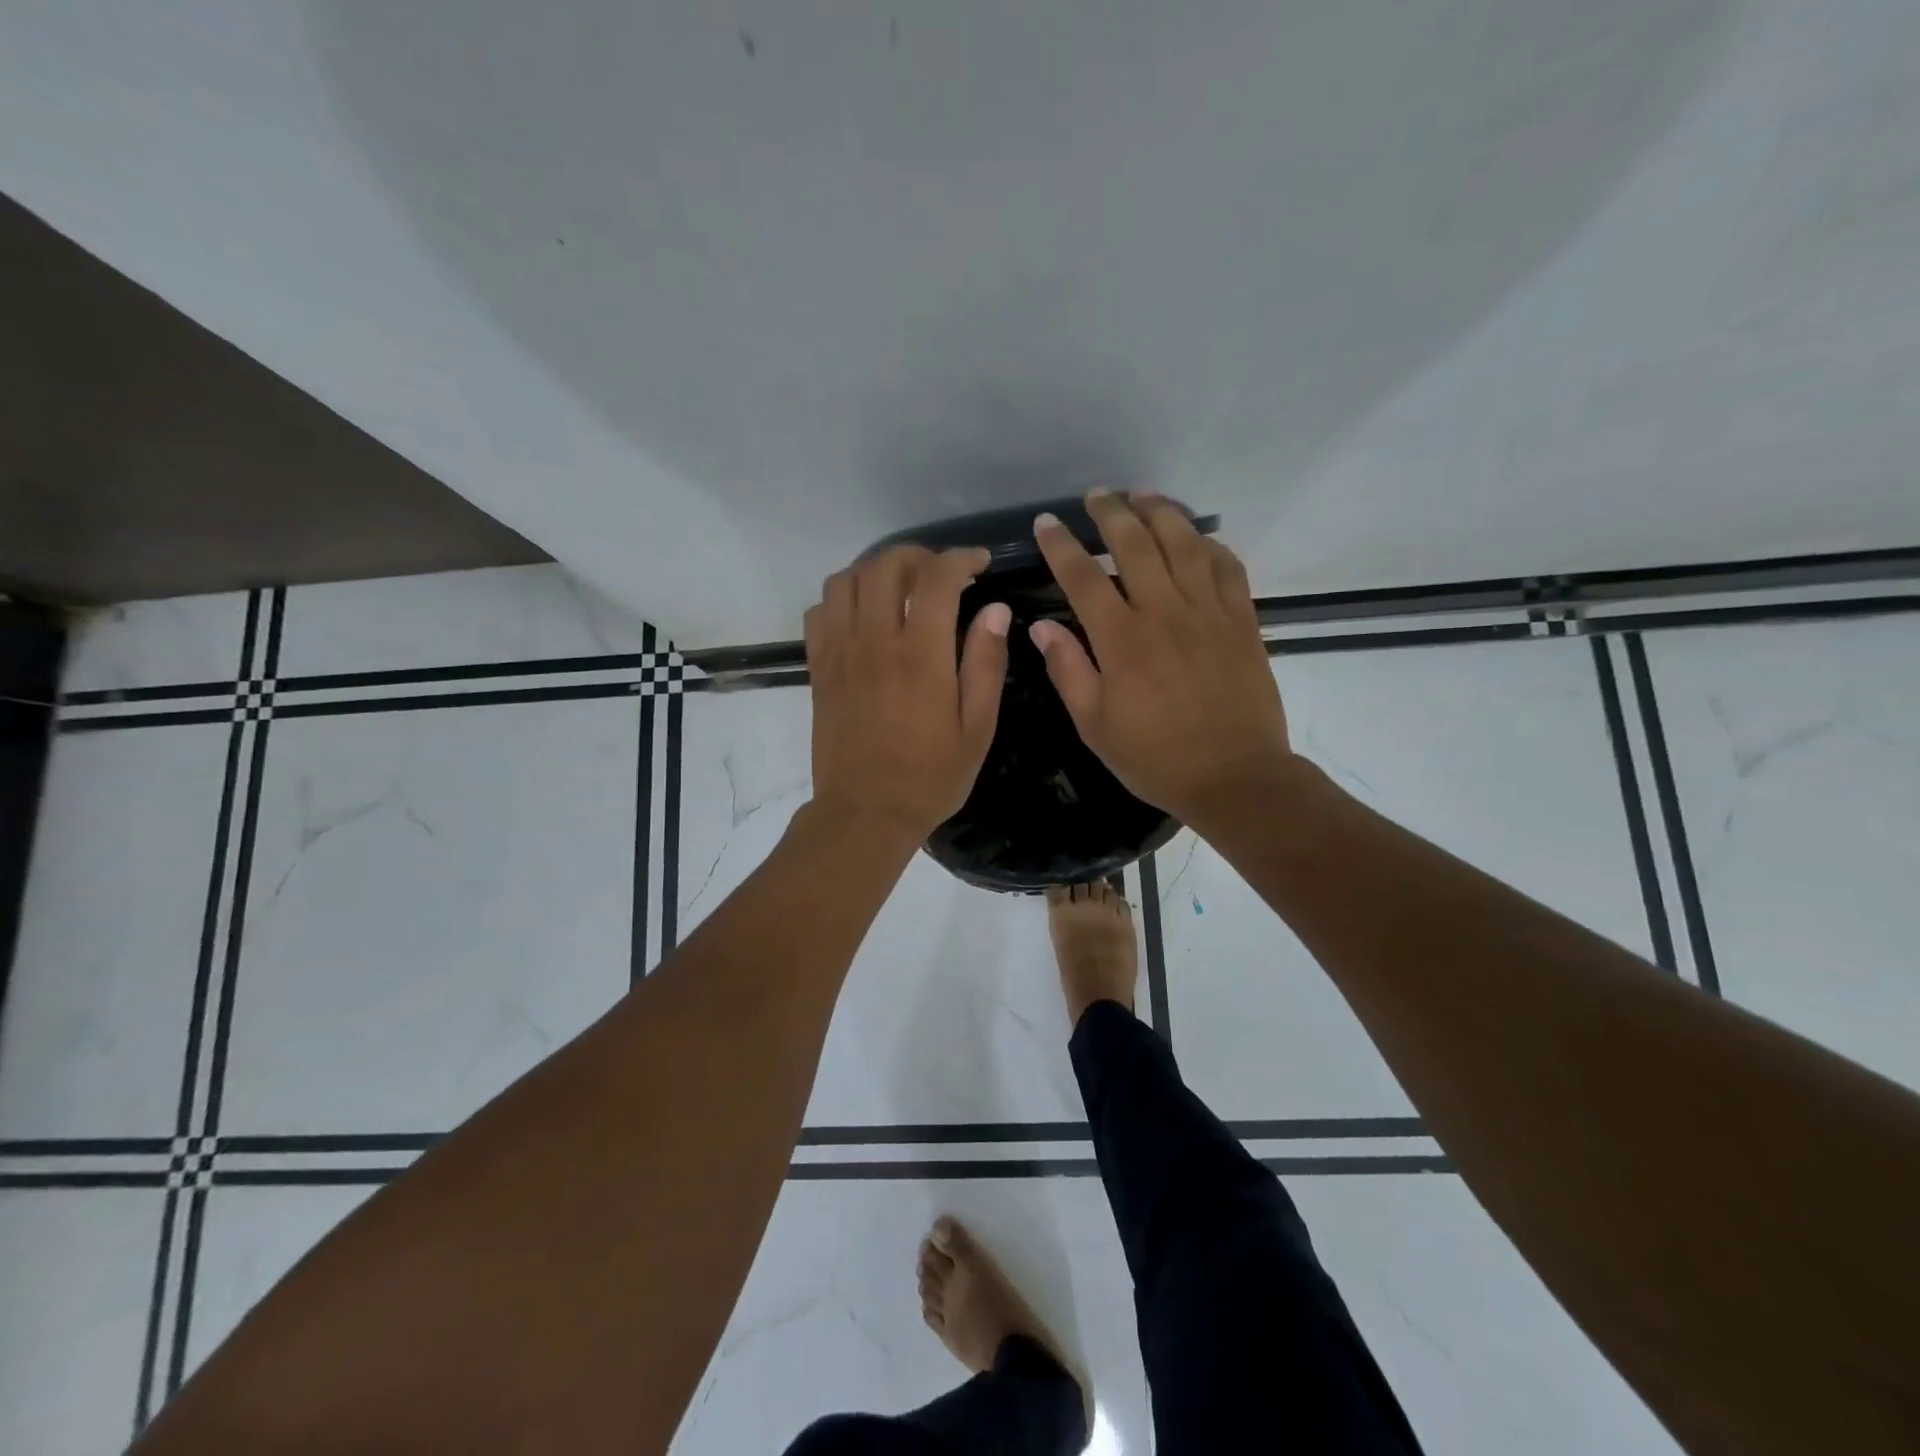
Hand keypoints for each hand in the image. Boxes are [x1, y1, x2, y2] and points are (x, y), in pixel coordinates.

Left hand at [804, 545, 1011, 840]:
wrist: (865, 812)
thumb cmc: (930, 777)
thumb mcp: (977, 728)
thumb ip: (986, 664)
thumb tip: (995, 610)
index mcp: (921, 655)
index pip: (937, 578)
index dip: (961, 558)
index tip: (978, 563)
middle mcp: (875, 642)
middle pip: (884, 565)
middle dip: (916, 556)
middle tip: (938, 573)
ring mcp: (840, 653)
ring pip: (844, 580)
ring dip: (874, 571)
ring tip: (898, 589)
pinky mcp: (818, 669)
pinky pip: (819, 612)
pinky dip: (841, 599)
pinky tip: (862, 617)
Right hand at [1029, 490, 1294, 829]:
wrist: (1235, 777)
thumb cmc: (1156, 758)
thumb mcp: (1095, 725)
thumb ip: (1068, 670)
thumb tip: (1042, 626)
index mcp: (1122, 640)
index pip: (1083, 577)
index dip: (1061, 545)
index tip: (1046, 523)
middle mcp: (1165, 613)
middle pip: (1136, 543)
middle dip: (1111, 512)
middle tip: (1097, 495)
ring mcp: (1209, 612)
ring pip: (1185, 543)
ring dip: (1161, 512)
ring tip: (1143, 495)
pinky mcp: (1243, 620)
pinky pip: (1227, 566)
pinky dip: (1210, 544)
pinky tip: (1197, 537)